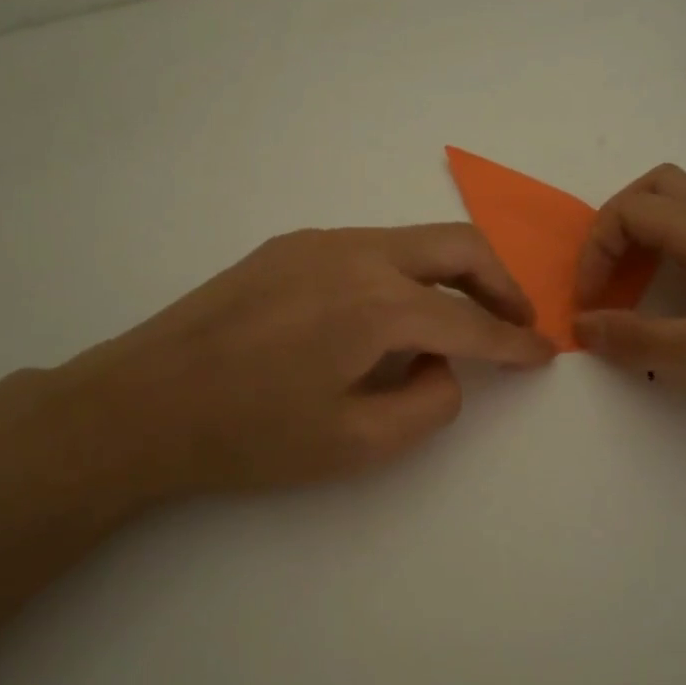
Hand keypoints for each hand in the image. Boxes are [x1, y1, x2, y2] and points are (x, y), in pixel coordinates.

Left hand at [29, 225, 553, 501]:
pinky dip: (406, 273)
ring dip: (453, 274)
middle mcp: (357, 254)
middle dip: (501, 283)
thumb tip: (444, 366)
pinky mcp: (291, 246)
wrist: (141, 403)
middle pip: (458, 247)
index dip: (516, 341)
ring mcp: (320, 242)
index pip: (471, 320)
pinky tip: (390, 315)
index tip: (545, 353)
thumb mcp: (356, 444)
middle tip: (518, 321)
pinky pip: (372, 248)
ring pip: (415, 240)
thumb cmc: (249, 436)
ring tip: (460, 320)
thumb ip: (427, 404)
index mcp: (378, 305)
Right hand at [573, 165, 685, 447]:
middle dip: (618, 224)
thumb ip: (638, 340)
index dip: (596, 250)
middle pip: (661, 187)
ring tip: (641, 275)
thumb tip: (580, 325)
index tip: (588, 304)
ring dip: (653, 226)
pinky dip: (683, 245)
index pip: (632, 210)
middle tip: (609, 276)